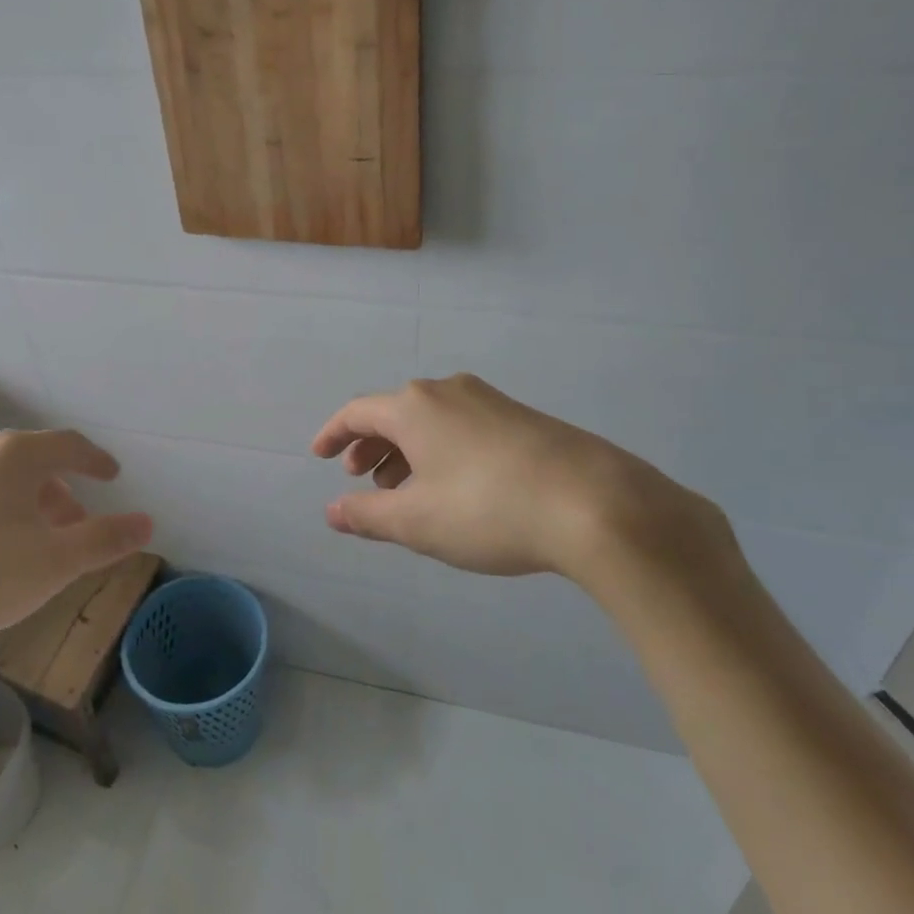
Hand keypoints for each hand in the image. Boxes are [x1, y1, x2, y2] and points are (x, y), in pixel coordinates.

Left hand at [0, 429, 152, 671]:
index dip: (95, 460)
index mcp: (15, 455)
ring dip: (22, 503)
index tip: (112, 476)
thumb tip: (148, 522)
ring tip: (28, 543)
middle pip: (31, 462)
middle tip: (74, 526)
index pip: (69, 445)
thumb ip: (104, 541)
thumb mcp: (52, 564)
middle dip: (59, 491)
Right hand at [311, 374, 736, 589]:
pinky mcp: (523, 418)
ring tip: (405, 490)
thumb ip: (367, 514)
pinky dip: (441, 451)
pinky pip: (463, 427)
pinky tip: (454, 486)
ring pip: (431, 421)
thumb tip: (332, 511)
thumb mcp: (416, 521)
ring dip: (407, 451)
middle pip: (395, 412)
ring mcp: (490, 401)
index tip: (318, 454)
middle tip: (361, 476)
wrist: (595, 503)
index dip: (333, 433)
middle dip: (371, 445)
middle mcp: (448, 391)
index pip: (357, 412)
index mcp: (414, 407)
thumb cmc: (487, 509)